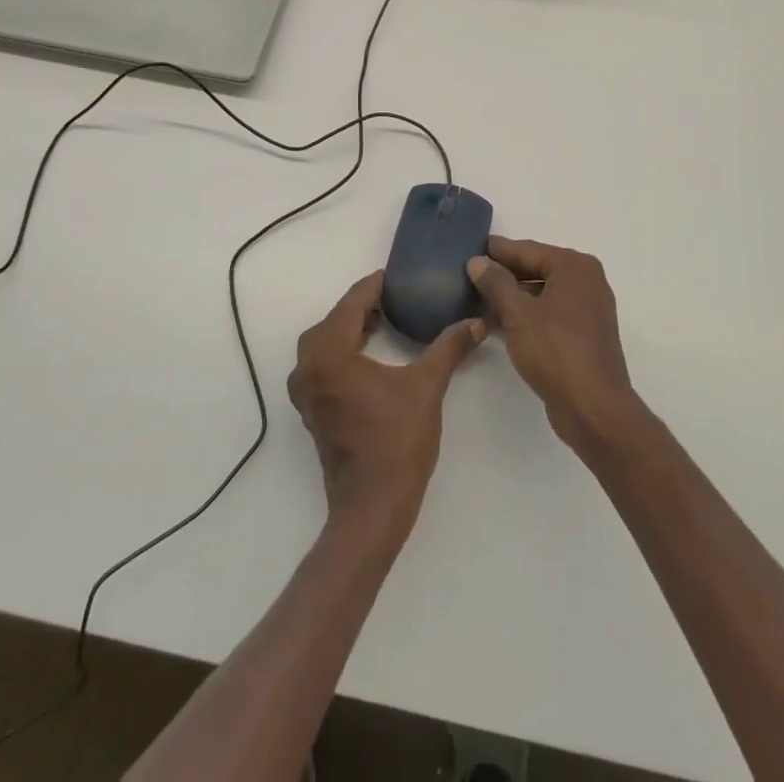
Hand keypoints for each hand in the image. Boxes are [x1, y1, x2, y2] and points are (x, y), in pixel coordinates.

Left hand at [287, 271, 485, 533]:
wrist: (372, 506)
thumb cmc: (397, 442)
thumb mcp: (426, 388)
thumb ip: (449, 348)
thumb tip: (478, 322)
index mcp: (329, 354)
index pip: (351, 304)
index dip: (374, 286)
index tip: (396, 276)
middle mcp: (308, 366)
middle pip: (333, 320)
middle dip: (361, 306)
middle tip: (394, 298)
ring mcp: (305, 390)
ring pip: (323, 342)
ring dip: (349, 328)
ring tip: (383, 321)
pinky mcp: (311, 408)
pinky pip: (321, 363)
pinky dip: (340, 350)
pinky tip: (367, 354)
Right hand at [468, 238, 640, 451]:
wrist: (593, 408)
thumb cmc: (556, 351)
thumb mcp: (518, 313)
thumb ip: (495, 282)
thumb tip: (477, 261)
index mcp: (575, 267)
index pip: (527, 250)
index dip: (496, 251)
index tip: (469, 248)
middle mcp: (586, 282)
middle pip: (535, 269)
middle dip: (502, 275)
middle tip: (468, 275)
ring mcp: (587, 310)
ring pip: (541, 294)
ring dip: (511, 298)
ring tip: (475, 300)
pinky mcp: (583, 335)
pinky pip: (548, 314)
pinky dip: (525, 316)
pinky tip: (496, 323)